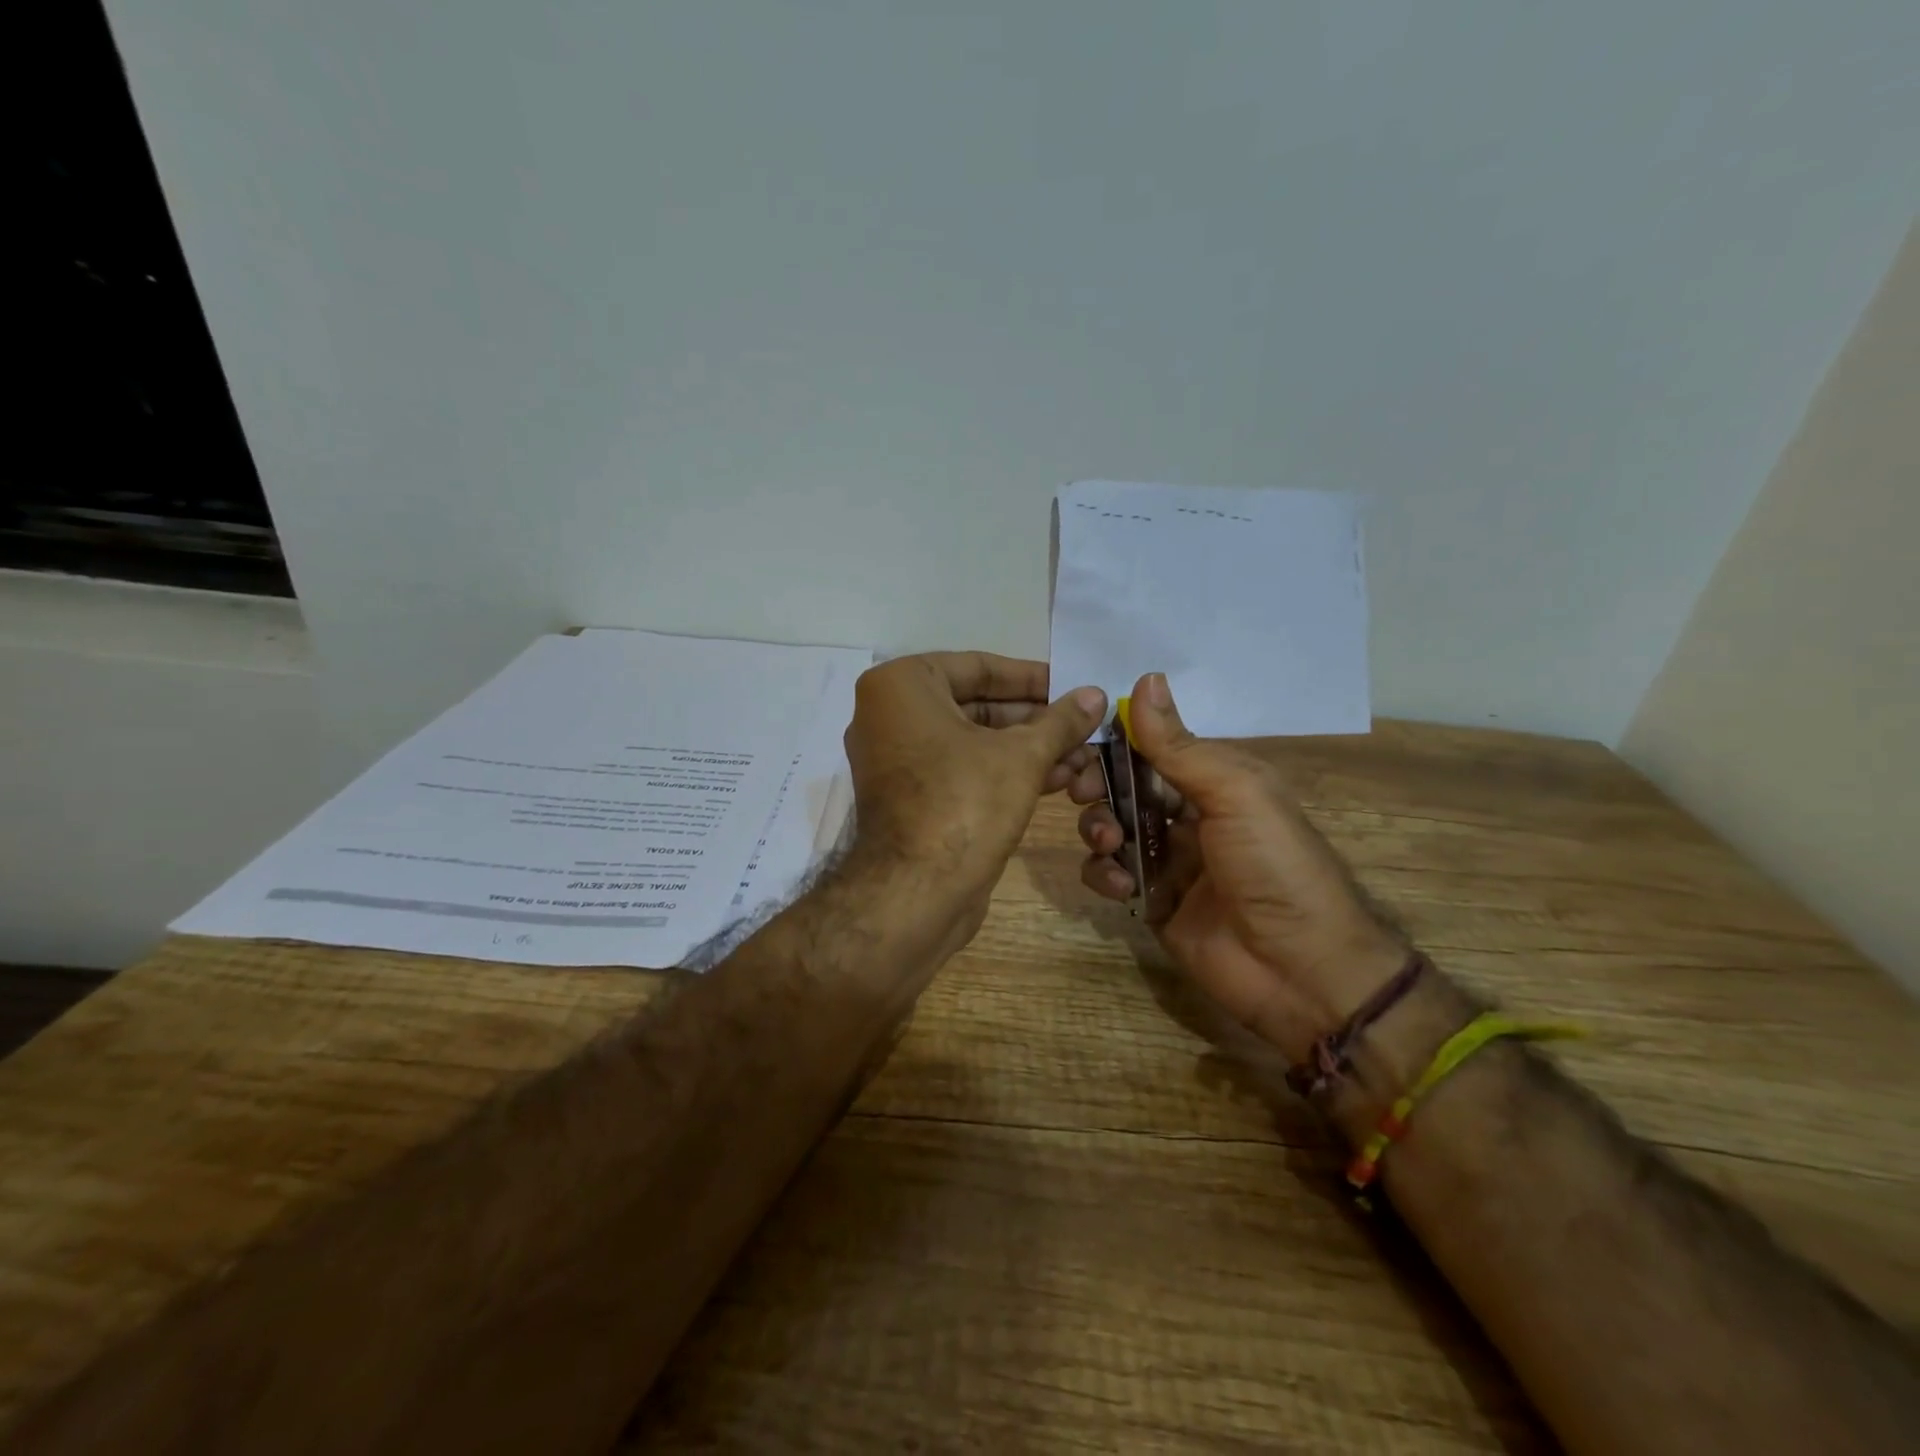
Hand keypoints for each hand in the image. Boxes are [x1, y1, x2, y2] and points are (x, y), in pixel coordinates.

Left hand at [844, 652, 1106, 948]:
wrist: (915, 894)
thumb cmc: (964, 803)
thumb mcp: (1022, 755)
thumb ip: (1060, 720)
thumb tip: (1095, 694)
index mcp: (901, 685)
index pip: (979, 667)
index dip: (1033, 678)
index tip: (1074, 685)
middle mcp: (890, 715)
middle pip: (977, 704)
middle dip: (1035, 720)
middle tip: (1085, 725)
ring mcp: (897, 759)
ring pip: (973, 741)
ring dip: (1028, 748)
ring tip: (1083, 757)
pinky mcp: (911, 797)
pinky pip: (962, 769)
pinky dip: (1004, 771)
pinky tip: (1058, 780)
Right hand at [1070, 673, 1405, 1063]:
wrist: (1300, 970)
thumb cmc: (1274, 865)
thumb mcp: (1235, 793)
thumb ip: (1181, 745)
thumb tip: (1145, 678)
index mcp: (1215, 780)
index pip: (1153, 746)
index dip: (1115, 740)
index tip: (1079, 738)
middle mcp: (1189, 814)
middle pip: (1125, 785)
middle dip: (1099, 784)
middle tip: (1081, 791)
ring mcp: (1169, 859)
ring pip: (1111, 827)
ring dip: (1099, 828)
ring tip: (1110, 844)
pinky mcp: (1152, 900)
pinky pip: (1111, 875)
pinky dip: (1103, 874)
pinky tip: (1118, 884)